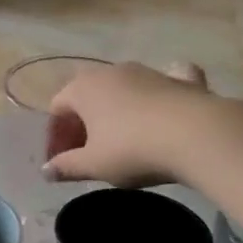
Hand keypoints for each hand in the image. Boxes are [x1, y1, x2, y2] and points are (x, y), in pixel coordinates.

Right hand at [44, 61, 220, 186]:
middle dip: (82, 122)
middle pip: (87, 95)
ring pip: (122, 87)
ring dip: (115, 110)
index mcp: (83, 88)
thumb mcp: (93, 165)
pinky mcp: (181, 78)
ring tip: (120, 140)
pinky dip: (160, 91)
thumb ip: (66, 166)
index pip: (57, 108)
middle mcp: (112, 71)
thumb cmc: (132, 150)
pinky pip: (164, 79)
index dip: (56, 136)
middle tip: (86, 152)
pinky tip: (164, 102)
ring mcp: (148, 71)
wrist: (196, 134)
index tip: (62, 161)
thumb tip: (45, 171)